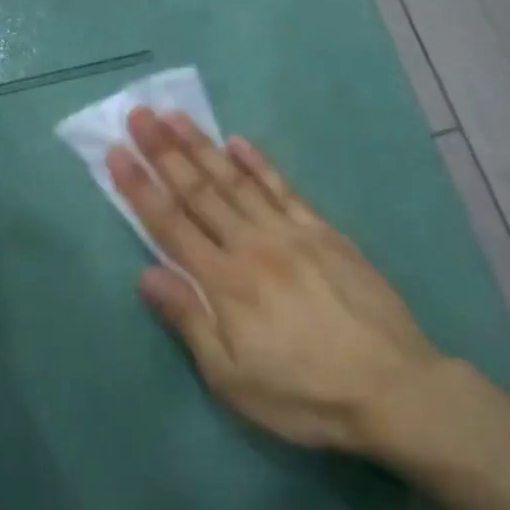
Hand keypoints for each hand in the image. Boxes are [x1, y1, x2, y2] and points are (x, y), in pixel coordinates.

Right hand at [107, 109, 465, 452]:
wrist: (392, 388)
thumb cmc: (304, 394)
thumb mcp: (233, 378)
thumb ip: (190, 320)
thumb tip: (146, 275)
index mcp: (225, 282)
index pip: (171, 224)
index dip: (140, 187)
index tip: (116, 152)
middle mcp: (253, 245)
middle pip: (200, 192)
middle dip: (164, 152)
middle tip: (139, 115)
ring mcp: (292, 234)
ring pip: (237, 181)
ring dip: (204, 147)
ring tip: (176, 117)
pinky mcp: (325, 233)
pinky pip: (285, 189)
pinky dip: (259, 163)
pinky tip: (239, 142)